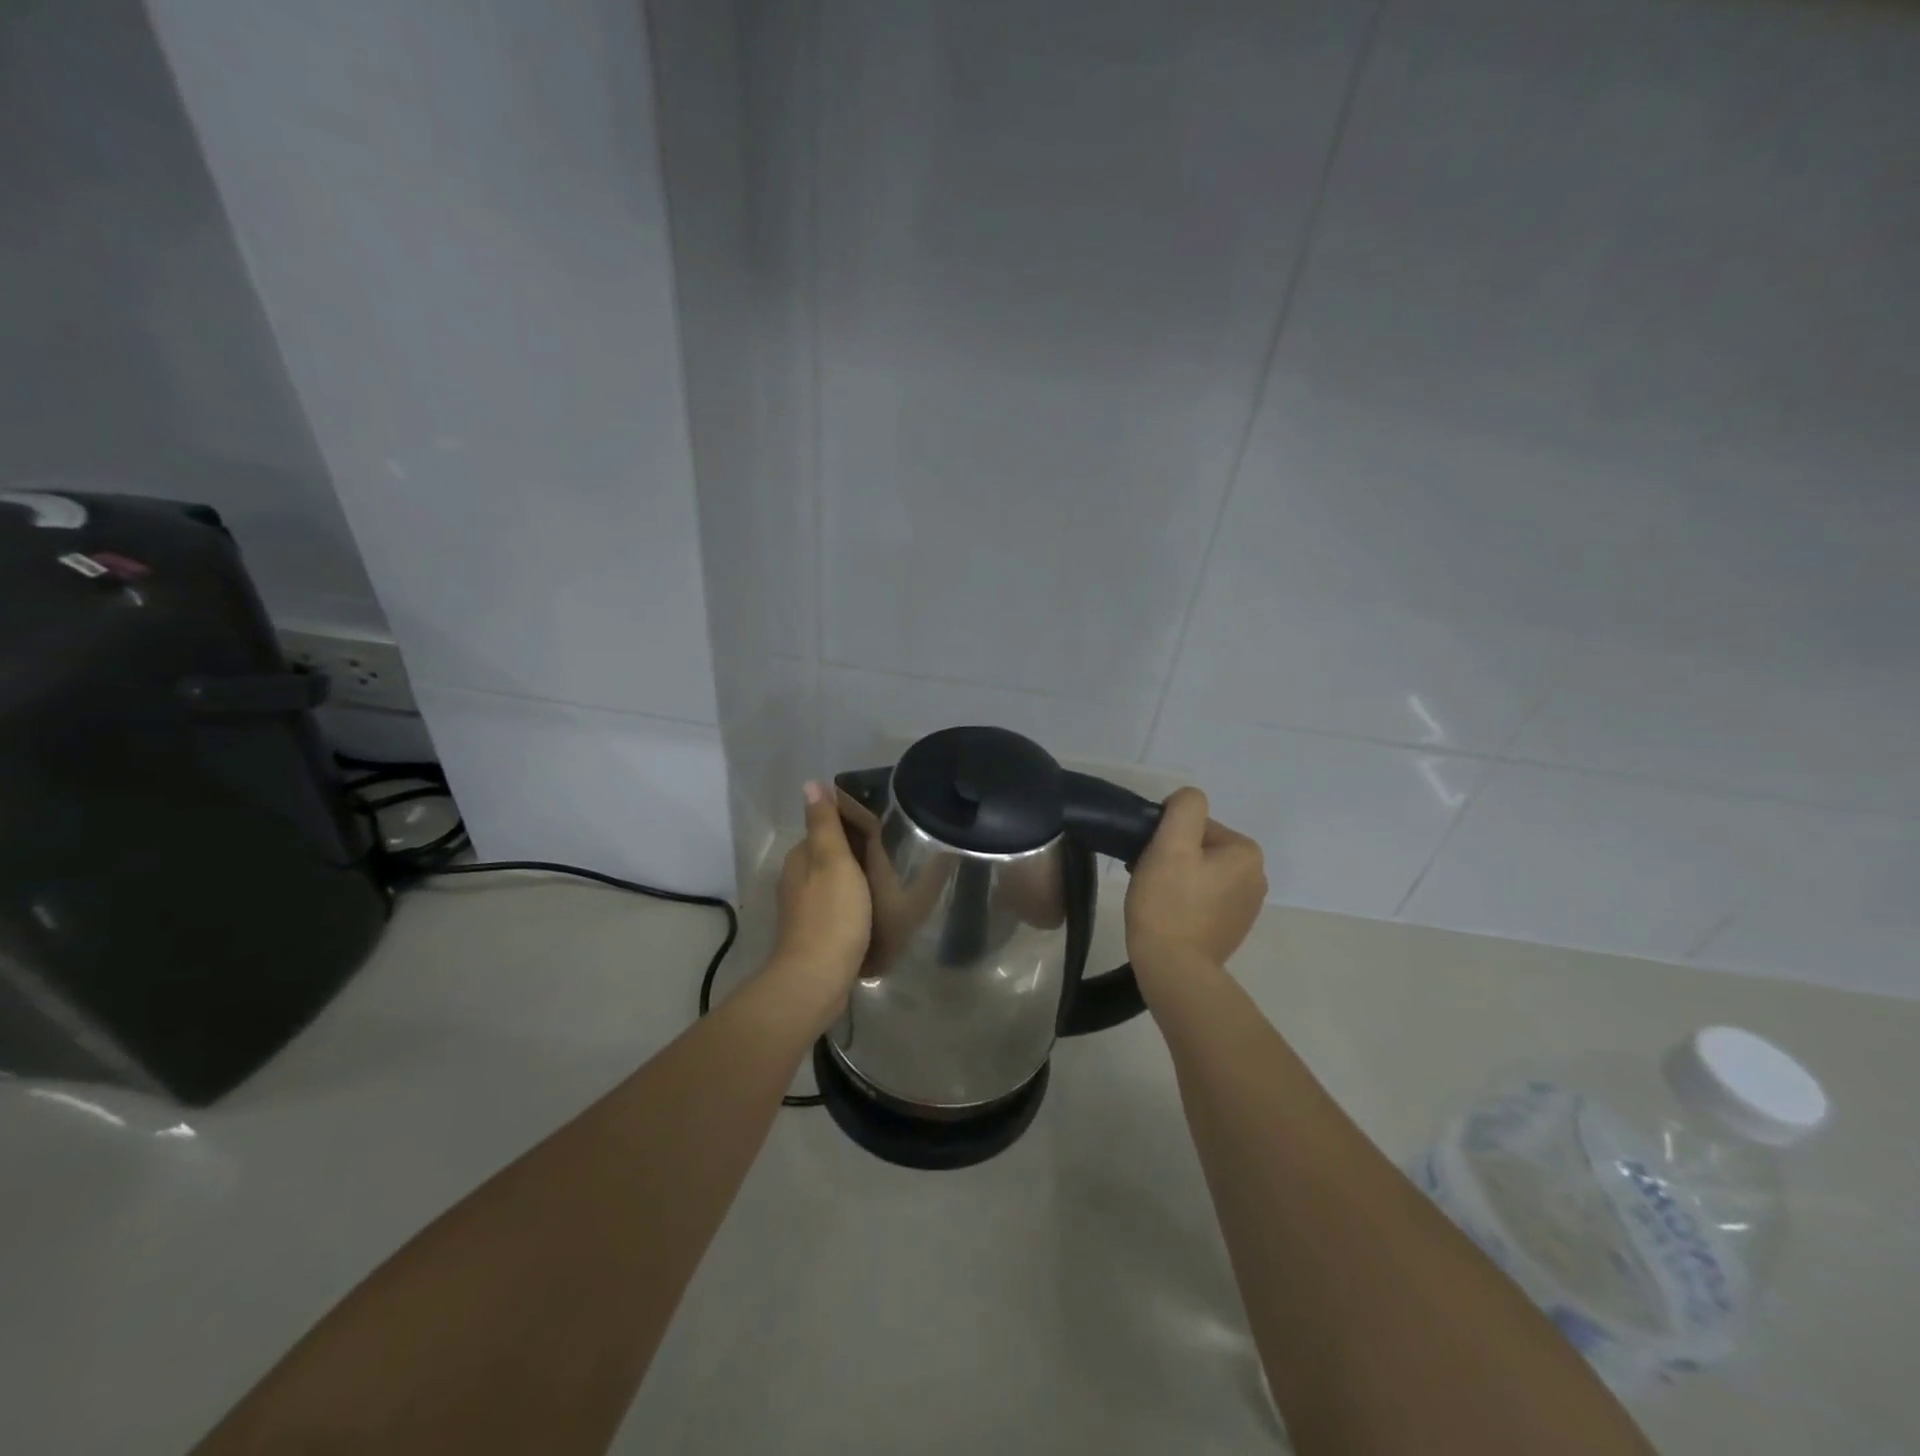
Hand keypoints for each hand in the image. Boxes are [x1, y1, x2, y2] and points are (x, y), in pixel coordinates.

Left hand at [761, 782, 872, 1021]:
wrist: (817, 979)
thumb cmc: (831, 915)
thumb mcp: (833, 861)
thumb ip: (824, 824)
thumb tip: (811, 783)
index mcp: (800, 858)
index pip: (826, 829)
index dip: (853, 826)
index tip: (883, 829)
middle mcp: (797, 880)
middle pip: (831, 856)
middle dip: (857, 853)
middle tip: (893, 856)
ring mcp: (804, 909)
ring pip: (835, 883)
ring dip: (857, 880)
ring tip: (889, 883)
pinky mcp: (816, 933)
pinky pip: (838, 907)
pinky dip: (854, 904)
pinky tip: (873, 911)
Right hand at [1124, 787, 1265, 984]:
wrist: (1174, 969)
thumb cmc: (1169, 903)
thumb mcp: (1171, 843)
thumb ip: (1184, 808)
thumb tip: (1186, 801)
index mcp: (1247, 852)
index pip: (1196, 824)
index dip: (1168, 837)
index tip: (1152, 859)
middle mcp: (1257, 876)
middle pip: (1200, 847)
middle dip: (1173, 856)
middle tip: (1149, 877)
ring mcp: (1247, 905)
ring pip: (1201, 872)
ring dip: (1177, 876)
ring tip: (1155, 897)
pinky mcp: (1233, 927)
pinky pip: (1204, 897)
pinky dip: (1185, 899)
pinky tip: (1168, 914)